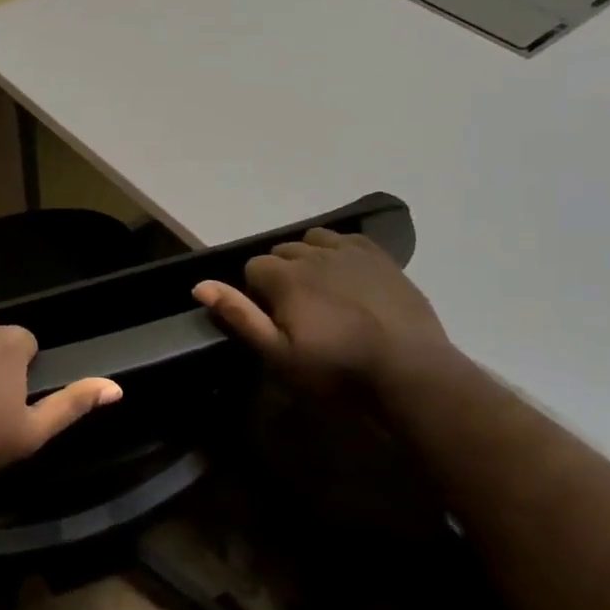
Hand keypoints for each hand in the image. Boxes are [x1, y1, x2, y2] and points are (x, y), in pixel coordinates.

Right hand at [192, 227, 454, 398]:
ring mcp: (350, 251)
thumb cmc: (336, 369)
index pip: (253, 268)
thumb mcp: (279, 355)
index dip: (256, 293)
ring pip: (313, 240)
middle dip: (280, 274)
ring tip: (319, 290)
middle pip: (282, 252)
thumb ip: (240, 316)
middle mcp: (313, 254)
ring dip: (308, 258)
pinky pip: (346, 239)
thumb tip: (200, 286)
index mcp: (285, 277)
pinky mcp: (379, 256)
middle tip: (295, 311)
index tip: (271, 319)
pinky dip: (337, 252)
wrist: (409, 369)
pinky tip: (346, 276)